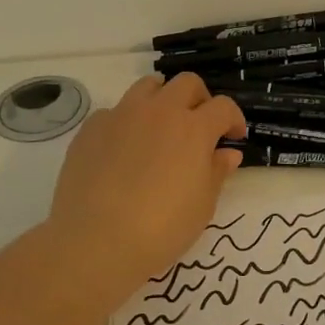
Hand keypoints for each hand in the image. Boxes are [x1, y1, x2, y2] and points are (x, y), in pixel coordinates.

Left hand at [48, 73, 247, 290]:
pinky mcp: (92, 128)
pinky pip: (114, 112)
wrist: (96, 241)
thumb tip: (227, 153)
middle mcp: (160, 111)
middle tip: (199, 126)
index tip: (233, 136)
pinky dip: (125, 123)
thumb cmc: (162, 228)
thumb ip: (217, 172)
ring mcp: (122, 115)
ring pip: (148, 86)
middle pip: (187, 83)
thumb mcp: (202, 205)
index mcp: (194, 128)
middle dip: (200, 99)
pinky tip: (122, 150)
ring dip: (162, 99)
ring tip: (160, 127)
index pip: (223, 106)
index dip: (233, 119)